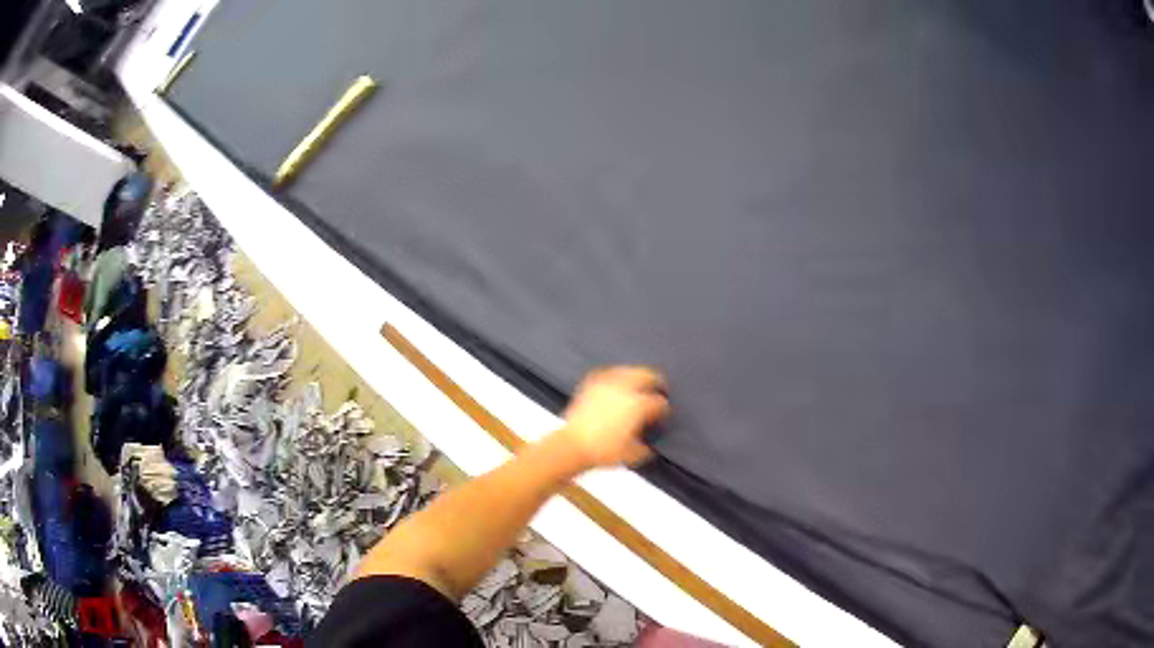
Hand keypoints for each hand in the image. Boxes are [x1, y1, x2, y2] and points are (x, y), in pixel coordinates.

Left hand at [556, 366, 668, 468]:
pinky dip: (616, 375)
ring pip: (628, 370)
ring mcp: (607, 384)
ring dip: (637, 375)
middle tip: (659, 388)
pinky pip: (608, 373)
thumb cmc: (603, 451)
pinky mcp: (591, 384)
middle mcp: (625, 390)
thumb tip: (649, 446)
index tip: (663, 414)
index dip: (664, 409)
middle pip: (647, 375)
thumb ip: (646, 448)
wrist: (573, 445)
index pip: (659, 402)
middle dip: (656, 382)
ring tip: (640, 382)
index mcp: (638, 405)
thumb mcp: (632, 455)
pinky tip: (616, 380)